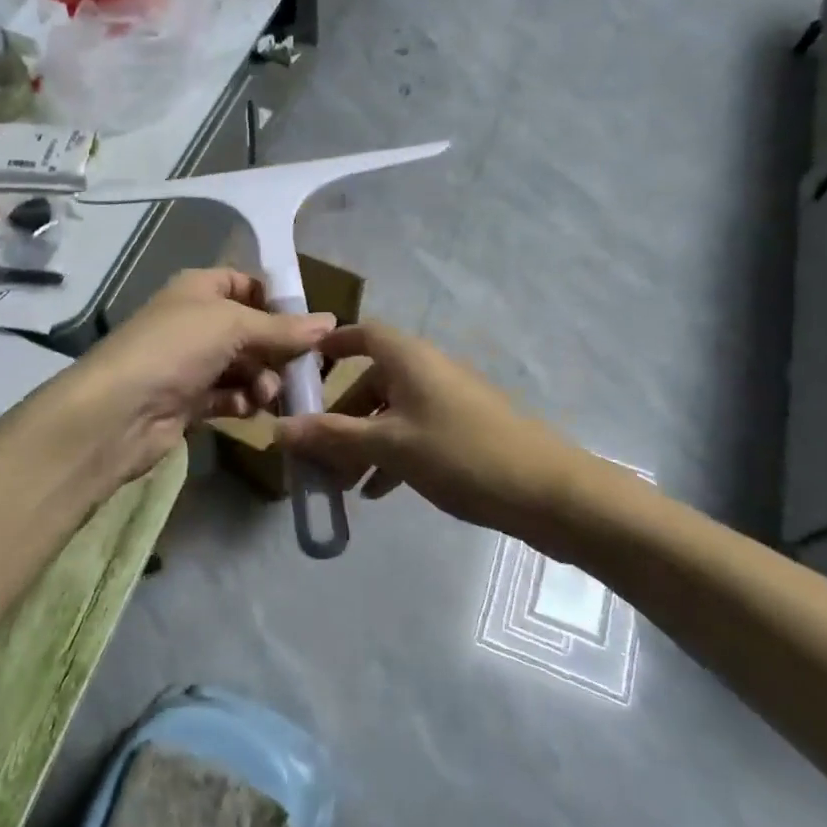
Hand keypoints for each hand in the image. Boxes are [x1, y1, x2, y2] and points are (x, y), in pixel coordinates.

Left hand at [70, 268, 334, 484]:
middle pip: (250, 330)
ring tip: (267, 394)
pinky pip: (229, 397)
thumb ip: (282, 327)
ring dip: (262, 379)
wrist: (119, 411)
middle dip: (277, 348)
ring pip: (243, 366)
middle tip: (302, 368)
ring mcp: (190, 363)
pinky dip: (243, 402)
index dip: (276, 300)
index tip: (310, 322)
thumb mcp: (233, 325)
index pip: (246, 284)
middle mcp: (195, 321)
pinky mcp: (188, 401)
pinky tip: (249, 410)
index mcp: (199, 289)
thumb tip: (331, 321)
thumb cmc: (176, 348)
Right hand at [276, 322, 575, 535]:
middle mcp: (427, 370)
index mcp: (410, 358)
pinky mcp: (464, 430)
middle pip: (371, 380)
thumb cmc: (462, 455)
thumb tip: (277, 428)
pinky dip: (390, 454)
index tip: (300, 370)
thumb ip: (332, 436)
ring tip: (339, 482)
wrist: (549, 492)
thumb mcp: (389, 446)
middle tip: (313, 449)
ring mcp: (448, 400)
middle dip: (339, 414)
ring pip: (391, 412)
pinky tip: (377, 491)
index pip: (362, 334)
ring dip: (361, 441)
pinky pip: (413, 432)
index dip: (330, 346)